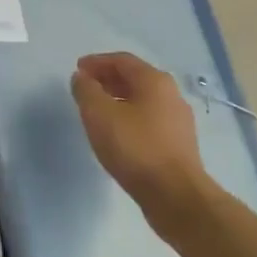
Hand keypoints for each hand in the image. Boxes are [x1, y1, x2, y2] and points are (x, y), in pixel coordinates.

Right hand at [70, 53, 208, 221]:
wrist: (176, 196)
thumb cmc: (135, 148)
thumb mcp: (99, 114)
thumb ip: (86, 90)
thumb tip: (82, 78)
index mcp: (154, 81)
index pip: (122, 60)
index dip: (97, 62)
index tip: (78, 70)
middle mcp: (171, 95)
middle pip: (135, 78)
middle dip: (108, 79)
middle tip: (85, 88)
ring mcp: (178, 121)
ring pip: (143, 100)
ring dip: (118, 99)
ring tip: (97, 111)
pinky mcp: (179, 144)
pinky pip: (149, 120)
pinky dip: (129, 117)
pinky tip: (117, 133)